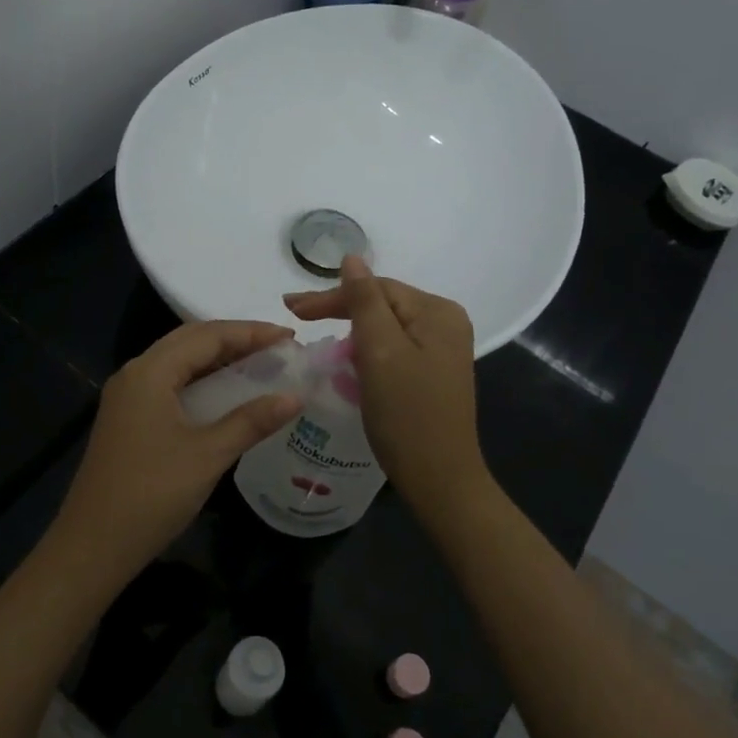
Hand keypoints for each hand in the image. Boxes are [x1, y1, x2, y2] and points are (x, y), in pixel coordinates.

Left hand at [54, 321, 301, 583]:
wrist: (92, 546)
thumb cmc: (152, 494)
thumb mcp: (208, 455)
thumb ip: (252, 421)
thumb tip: (296, 396)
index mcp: (150, 371)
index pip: (207, 335)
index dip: (250, 332)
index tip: (289, 336)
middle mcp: (135, 374)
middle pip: (190, 341)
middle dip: (234, 339)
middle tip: (277, 348)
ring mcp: (127, 397)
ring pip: (178, 362)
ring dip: (217, 359)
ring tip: (258, 364)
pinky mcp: (127, 419)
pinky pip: (169, 384)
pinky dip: (200, 381)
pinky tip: (224, 396)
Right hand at [282, 256, 485, 508]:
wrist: (440, 479)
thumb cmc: (407, 414)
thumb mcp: (380, 351)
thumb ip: (364, 300)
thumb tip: (352, 257)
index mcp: (438, 311)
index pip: (376, 288)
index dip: (332, 296)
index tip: (291, 308)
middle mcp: (446, 323)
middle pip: (382, 304)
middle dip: (340, 310)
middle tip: (295, 315)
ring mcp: (442, 349)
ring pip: (385, 327)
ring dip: (351, 330)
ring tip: (316, 334)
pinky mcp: (433, 372)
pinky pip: (393, 348)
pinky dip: (367, 350)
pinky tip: (347, 358)